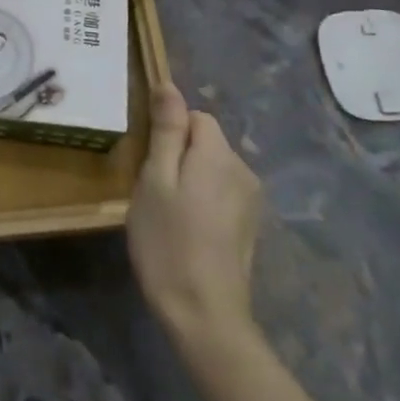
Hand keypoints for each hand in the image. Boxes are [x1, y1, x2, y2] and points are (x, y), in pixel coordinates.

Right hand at [127, 84, 261, 345]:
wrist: (205, 316)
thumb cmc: (168, 242)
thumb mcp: (155, 180)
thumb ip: (165, 130)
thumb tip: (168, 84)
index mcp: (218, 154)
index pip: (195, 116)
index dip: (169, 132)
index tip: (149, 162)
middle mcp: (243, 170)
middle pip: (206, 141)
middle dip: (178, 155)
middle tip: (153, 192)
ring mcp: (250, 201)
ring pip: (212, 168)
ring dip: (190, 179)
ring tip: (167, 214)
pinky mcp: (249, 226)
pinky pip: (221, 193)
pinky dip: (202, 201)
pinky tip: (187, 231)